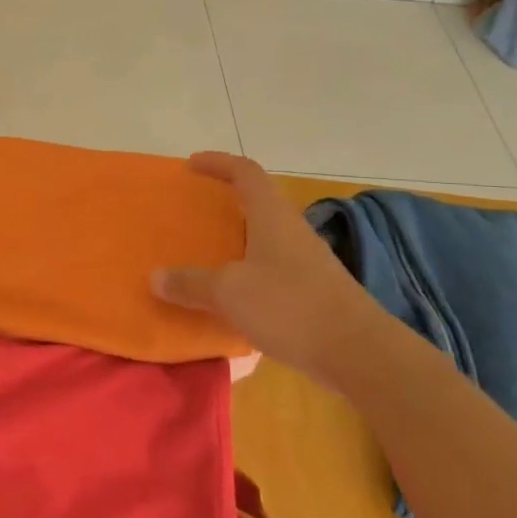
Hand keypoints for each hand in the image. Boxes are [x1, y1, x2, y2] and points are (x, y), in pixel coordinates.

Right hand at [152, 152, 389, 389]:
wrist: (360, 354)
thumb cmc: (291, 307)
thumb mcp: (230, 293)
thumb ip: (191, 283)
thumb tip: (156, 277)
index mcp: (273, 218)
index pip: (246, 173)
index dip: (219, 163)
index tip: (192, 165)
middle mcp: (292, 233)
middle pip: (258, 204)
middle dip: (225, 203)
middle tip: (194, 213)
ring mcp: (307, 263)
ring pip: (265, 240)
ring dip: (237, 242)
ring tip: (206, 256)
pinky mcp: (314, 293)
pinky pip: (272, 271)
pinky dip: (248, 274)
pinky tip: (232, 299)